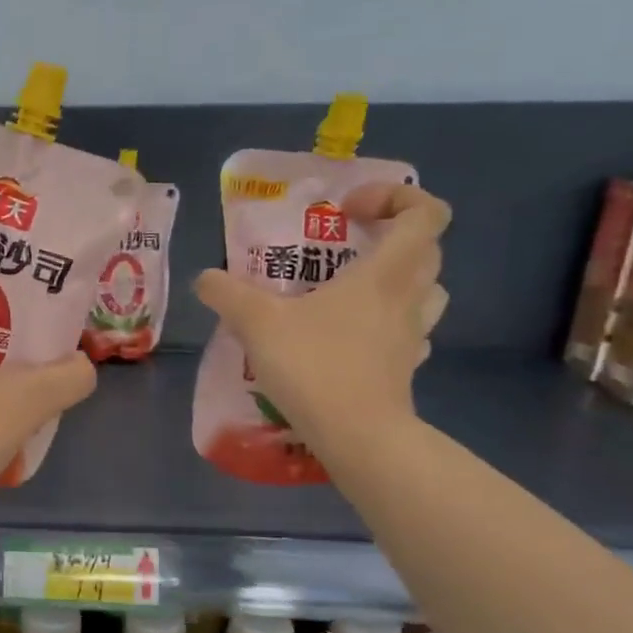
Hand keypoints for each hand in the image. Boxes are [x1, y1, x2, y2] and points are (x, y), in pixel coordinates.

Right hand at [196, 183, 450, 444]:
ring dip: (397, 279)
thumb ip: (226, 294)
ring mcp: (413, 334)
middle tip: (345, 246)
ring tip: (350, 290)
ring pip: (426, 290)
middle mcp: (408, 297)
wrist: (357, 435)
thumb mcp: (256, 322)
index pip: (425, 213)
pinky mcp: (406, 366)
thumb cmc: (314, 365)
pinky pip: (408, 329)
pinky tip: (352, 335)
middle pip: (427, 249)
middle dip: (391, 237)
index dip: (395, 198)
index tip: (347, 211)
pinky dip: (388, 321)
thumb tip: (205, 278)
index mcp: (385, 273)